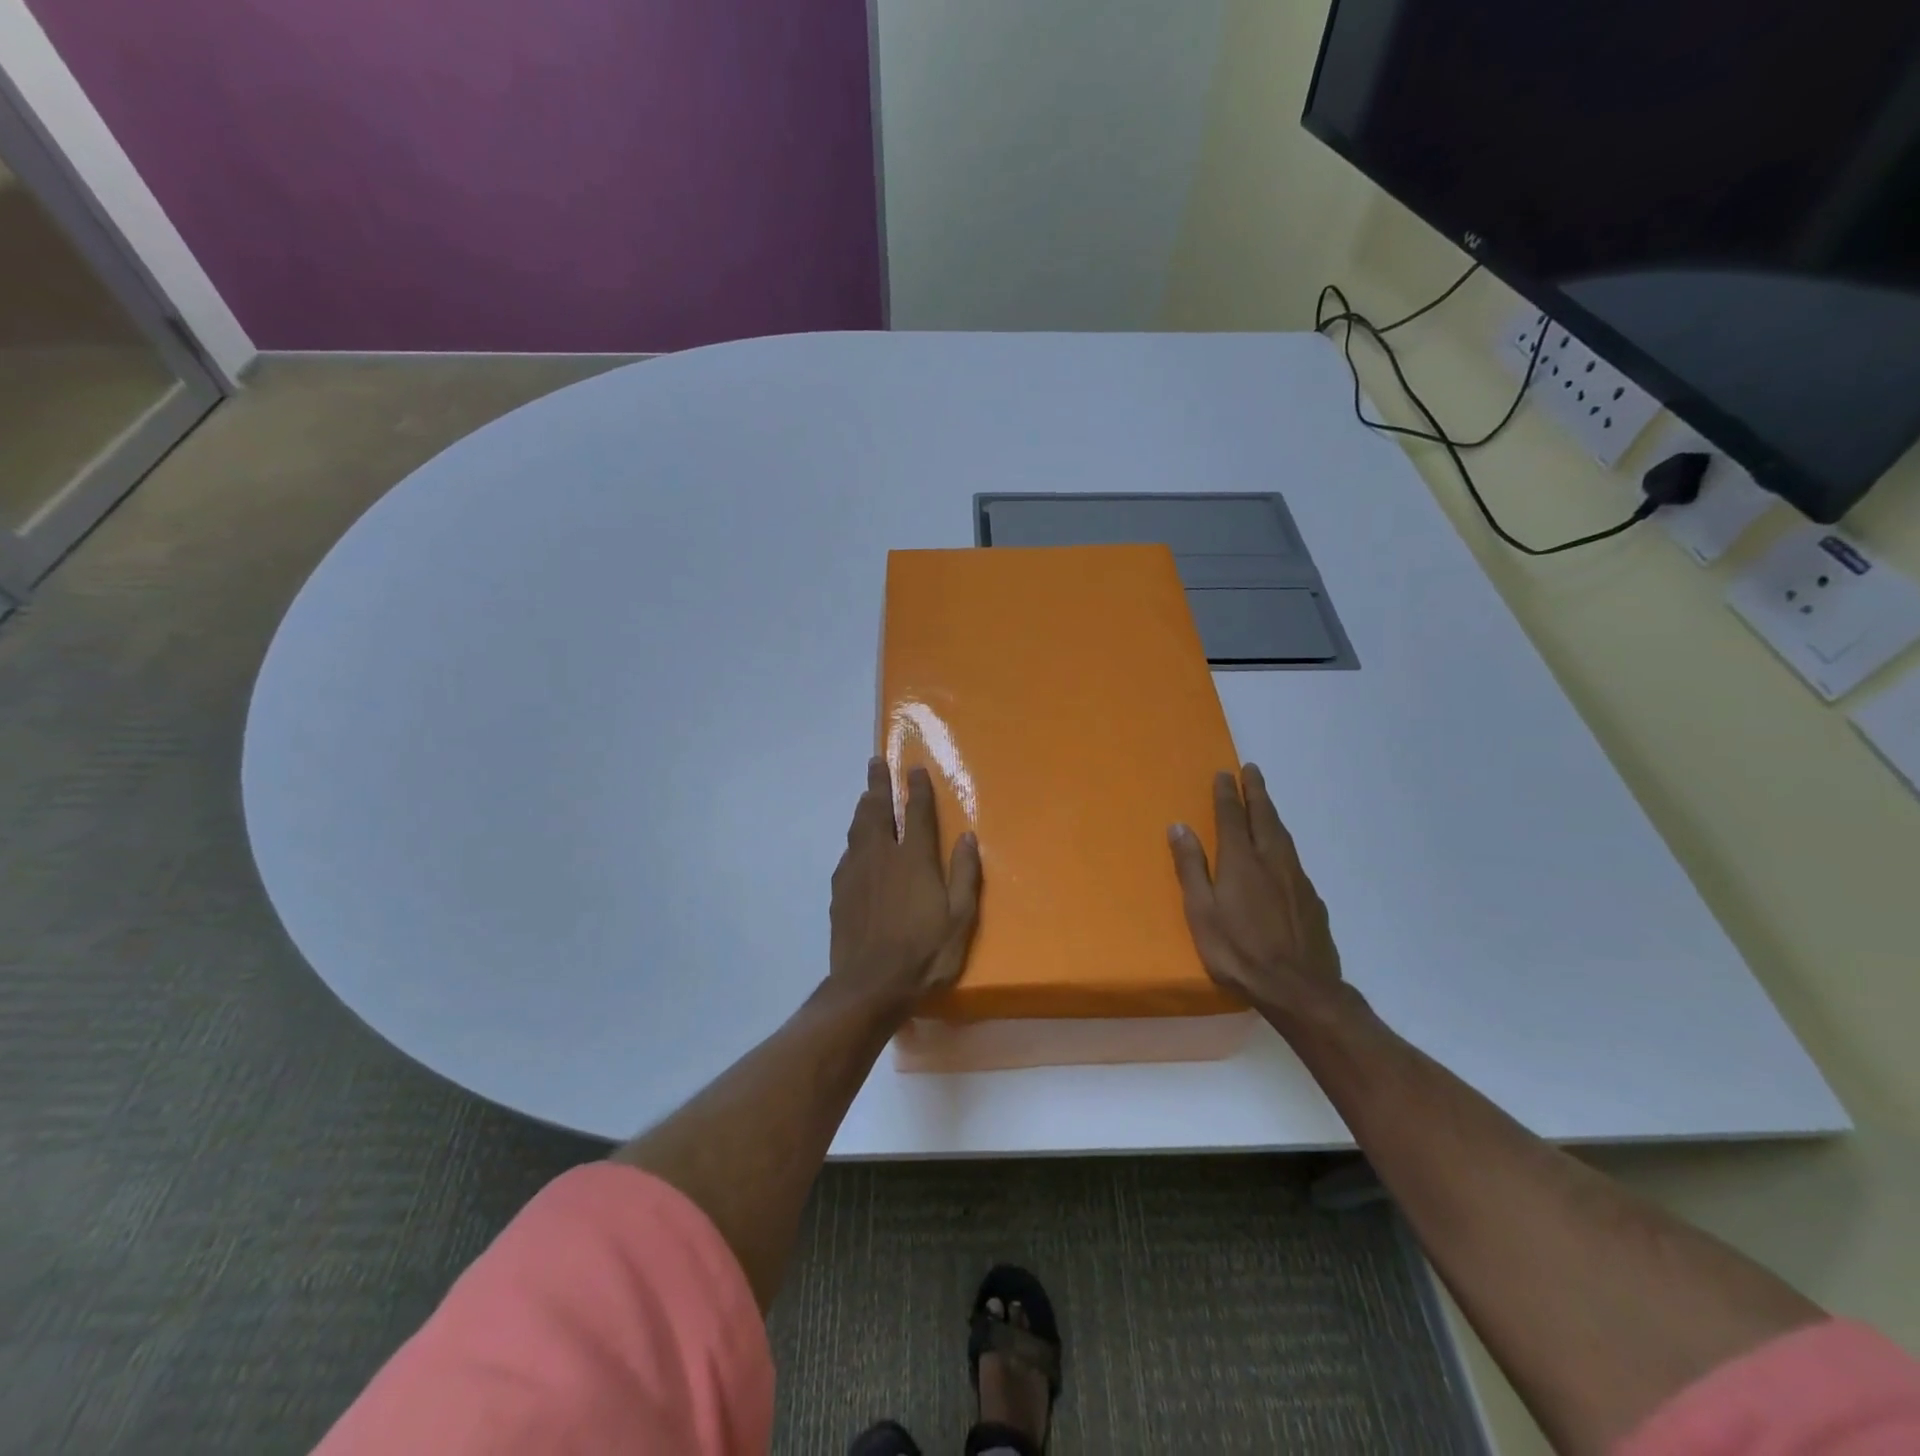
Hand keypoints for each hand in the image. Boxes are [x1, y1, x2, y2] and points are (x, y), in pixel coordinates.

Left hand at [829, 758, 982, 1017]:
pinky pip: (847, 853)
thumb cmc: (924, 954)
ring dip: (863, 806)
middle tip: (875, 762)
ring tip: (865, 793)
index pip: (916, 812)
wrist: (869, 986)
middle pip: (878, 810)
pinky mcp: (840, 891)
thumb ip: (964, 875)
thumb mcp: (959, 919)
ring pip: (858, 828)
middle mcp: (882, 856)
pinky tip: (854, 843)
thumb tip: (967, 836)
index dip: (917, 788)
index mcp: (914, 859)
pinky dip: (853, 839)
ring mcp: (856, 872)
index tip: (914, 767)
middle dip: (879, 784)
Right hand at [1169, 764, 1341, 1021]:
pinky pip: (1294, 859)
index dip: (1227, 794)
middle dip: (1256, 792)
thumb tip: (1179, 827)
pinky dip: (1284, 843)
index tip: (1224, 774)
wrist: (1300, 988)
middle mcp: (1272, 861)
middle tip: (1251, 771)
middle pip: (1264, 817)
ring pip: (1283, 835)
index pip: (1233, 817)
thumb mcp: (1201, 912)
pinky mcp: (1312, 899)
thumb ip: (1191, 868)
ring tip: (1265, 802)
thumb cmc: (1239, 951)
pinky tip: (1281, 854)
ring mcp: (1297, 879)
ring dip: (1272, 813)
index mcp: (1241, 861)